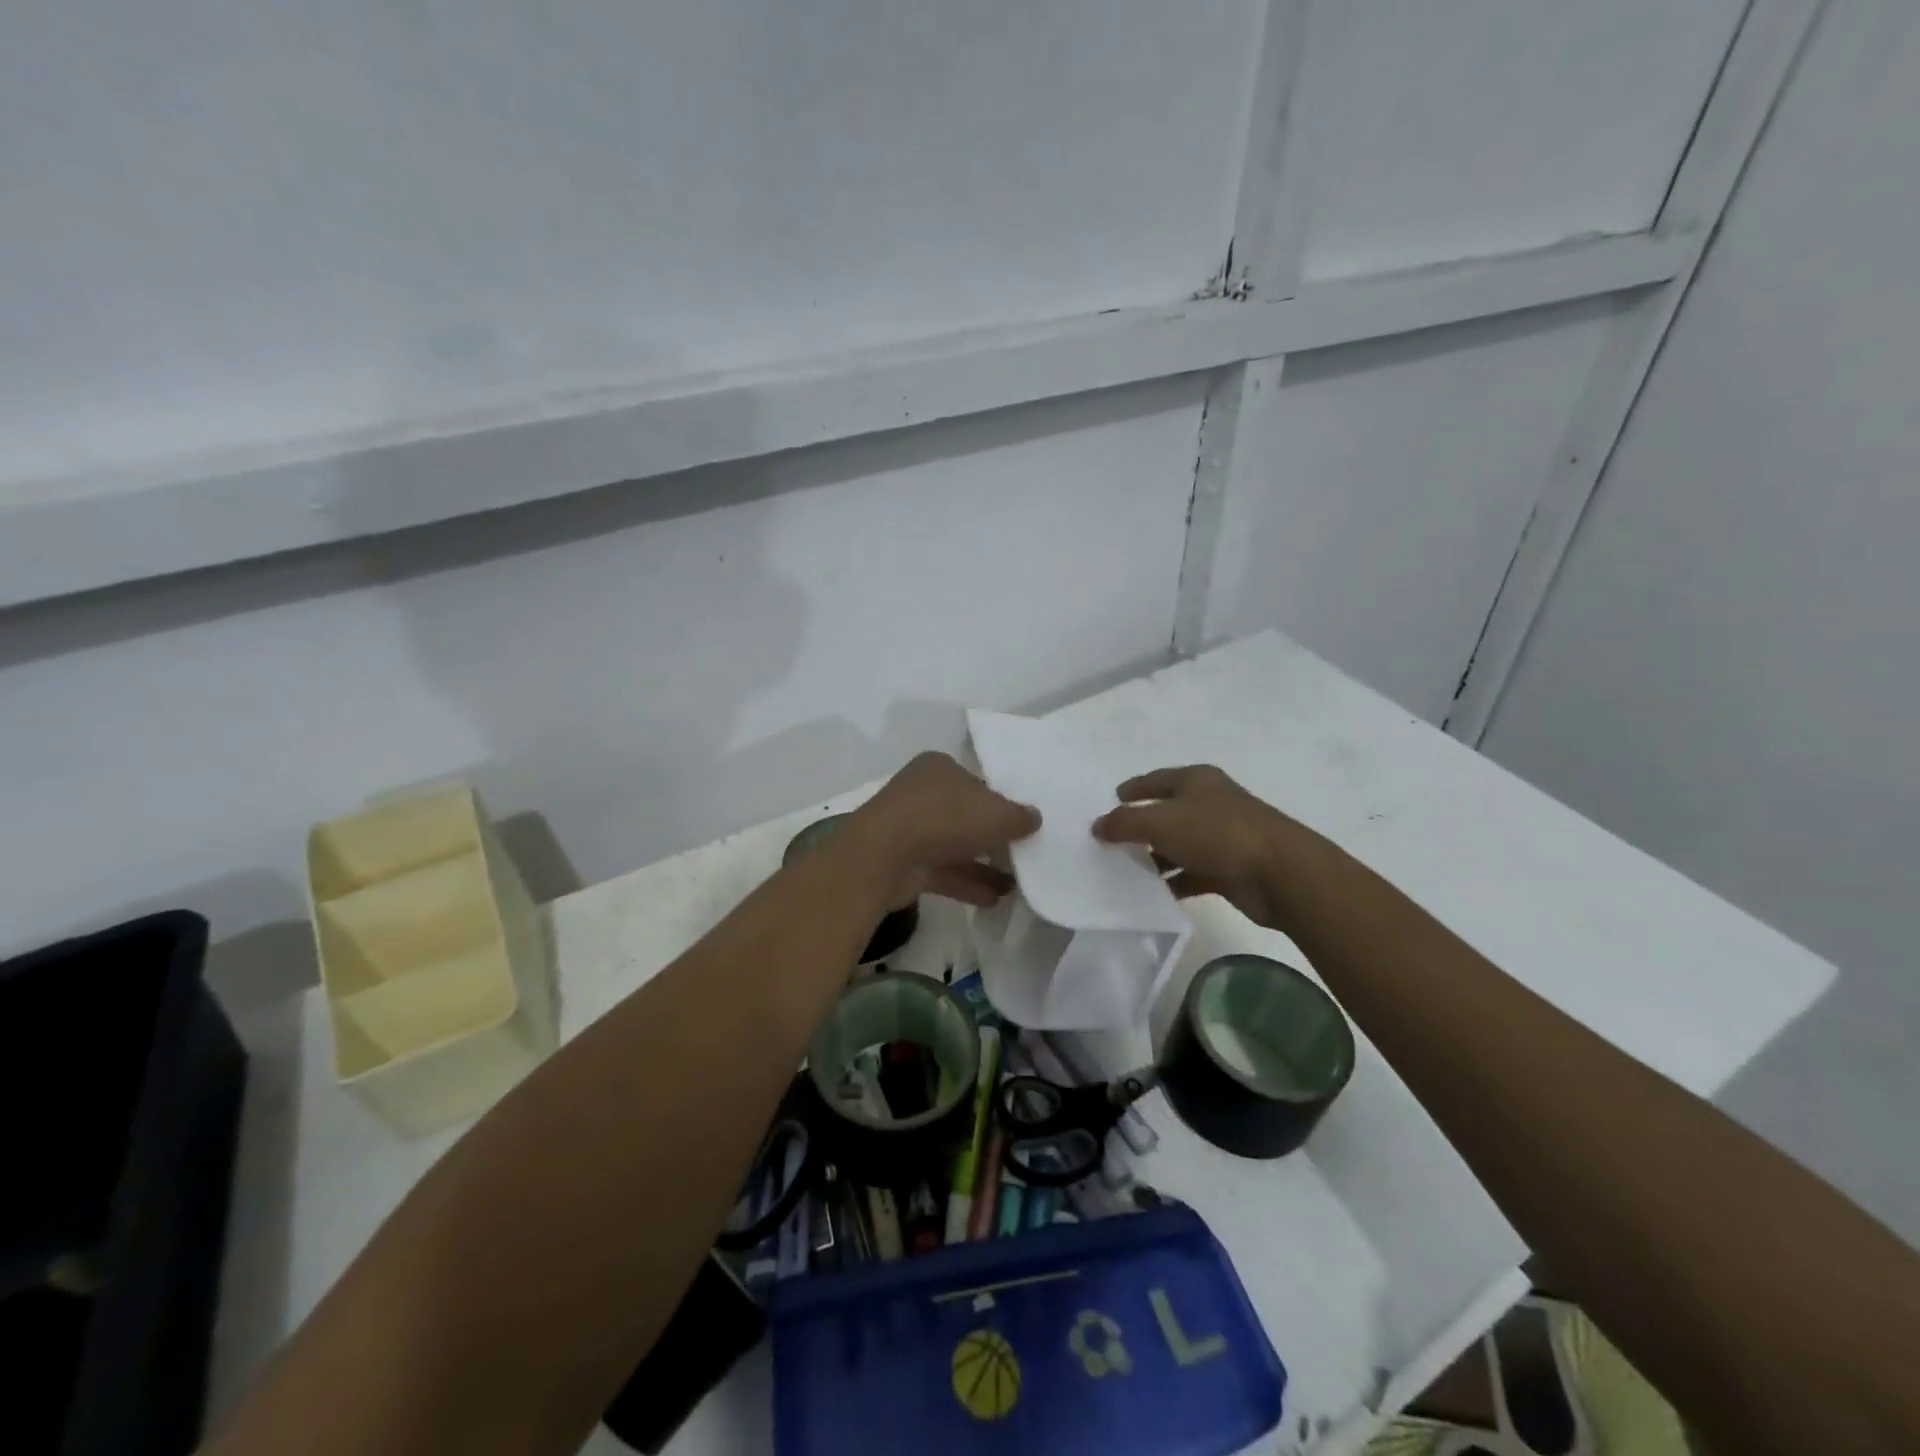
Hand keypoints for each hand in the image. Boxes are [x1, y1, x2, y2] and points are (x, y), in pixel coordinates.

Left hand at [846, 752, 1040, 907]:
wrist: (885, 856)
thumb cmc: (945, 818)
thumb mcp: (997, 813)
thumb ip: (1019, 816)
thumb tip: (1034, 818)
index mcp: (940, 768)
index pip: (976, 781)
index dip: (999, 800)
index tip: (1021, 822)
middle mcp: (922, 793)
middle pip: (965, 814)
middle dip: (991, 835)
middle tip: (1022, 853)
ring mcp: (910, 829)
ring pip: (954, 846)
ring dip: (984, 865)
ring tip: (1017, 884)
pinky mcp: (904, 863)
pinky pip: (943, 872)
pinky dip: (967, 884)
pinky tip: (996, 900)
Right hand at [1092, 765, 1314, 929]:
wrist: (1280, 873)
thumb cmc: (1217, 833)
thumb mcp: (1160, 822)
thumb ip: (1124, 823)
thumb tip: (1098, 825)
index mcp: (1197, 781)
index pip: (1156, 779)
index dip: (1133, 787)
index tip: (1112, 797)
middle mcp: (1210, 804)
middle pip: (1167, 812)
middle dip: (1139, 825)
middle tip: (1110, 838)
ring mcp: (1222, 837)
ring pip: (1178, 845)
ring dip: (1154, 856)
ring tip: (1123, 869)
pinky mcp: (1229, 869)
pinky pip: (1191, 874)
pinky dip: (1173, 881)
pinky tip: (1152, 894)